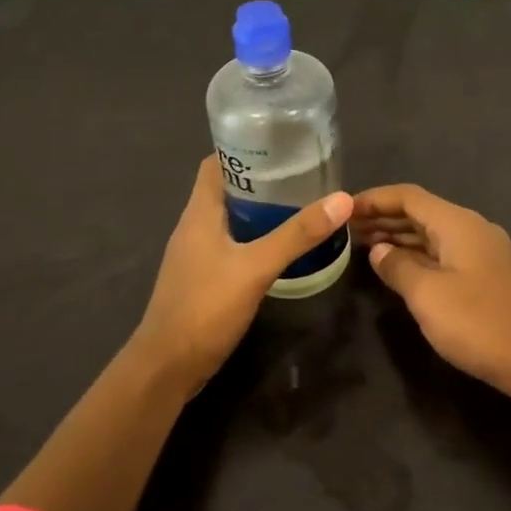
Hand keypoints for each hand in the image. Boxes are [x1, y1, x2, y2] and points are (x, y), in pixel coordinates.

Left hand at [133, 157, 353, 392]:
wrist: (167, 368)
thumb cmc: (205, 307)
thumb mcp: (256, 267)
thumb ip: (297, 235)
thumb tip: (342, 199)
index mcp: (199, 212)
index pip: (216, 162)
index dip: (244, 148)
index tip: (280, 143)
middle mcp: (194, 226)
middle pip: (226, 188)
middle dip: (261, 178)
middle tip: (302, 174)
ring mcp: (196, 254)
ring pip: (230, 218)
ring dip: (259, 209)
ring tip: (299, 204)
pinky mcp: (202, 278)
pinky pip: (231, 244)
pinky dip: (254, 237)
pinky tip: (280, 246)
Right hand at [352, 184, 510, 397]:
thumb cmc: (479, 323)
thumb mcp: (427, 295)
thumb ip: (398, 267)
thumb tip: (378, 250)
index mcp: (458, 223)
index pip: (408, 196)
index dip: (374, 199)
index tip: (344, 209)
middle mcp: (472, 229)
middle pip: (421, 213)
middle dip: (384, 218)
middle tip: (347, 230)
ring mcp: (484, 254)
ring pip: (433, 235)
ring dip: (400, 238)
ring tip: (364, 248)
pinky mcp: (488, 278)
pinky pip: (445, 255)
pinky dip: (418, 257)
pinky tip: (400, 271)